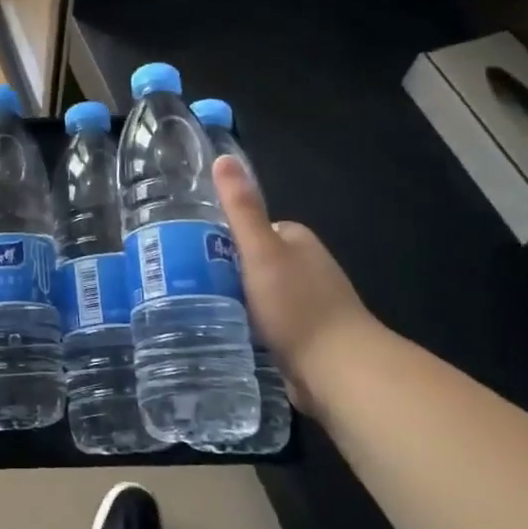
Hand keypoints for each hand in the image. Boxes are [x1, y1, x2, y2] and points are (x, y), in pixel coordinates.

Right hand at [214, 155, 382, 407]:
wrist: (340, 371)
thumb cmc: (297, 306)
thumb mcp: (260, 251)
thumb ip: (241, 208)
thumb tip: (223, 157)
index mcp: (297, 240)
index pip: (250, 228)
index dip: (221, 238)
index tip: (190, 251)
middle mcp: (305, 267)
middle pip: (252, 261)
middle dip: (225, 272)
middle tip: (187, 285)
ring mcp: (307, 303)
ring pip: (257, 294)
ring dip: (235, 301)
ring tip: (197, 309)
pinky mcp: (304, 337)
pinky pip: (266, 323)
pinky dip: (248, 326)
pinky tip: (226, 334)